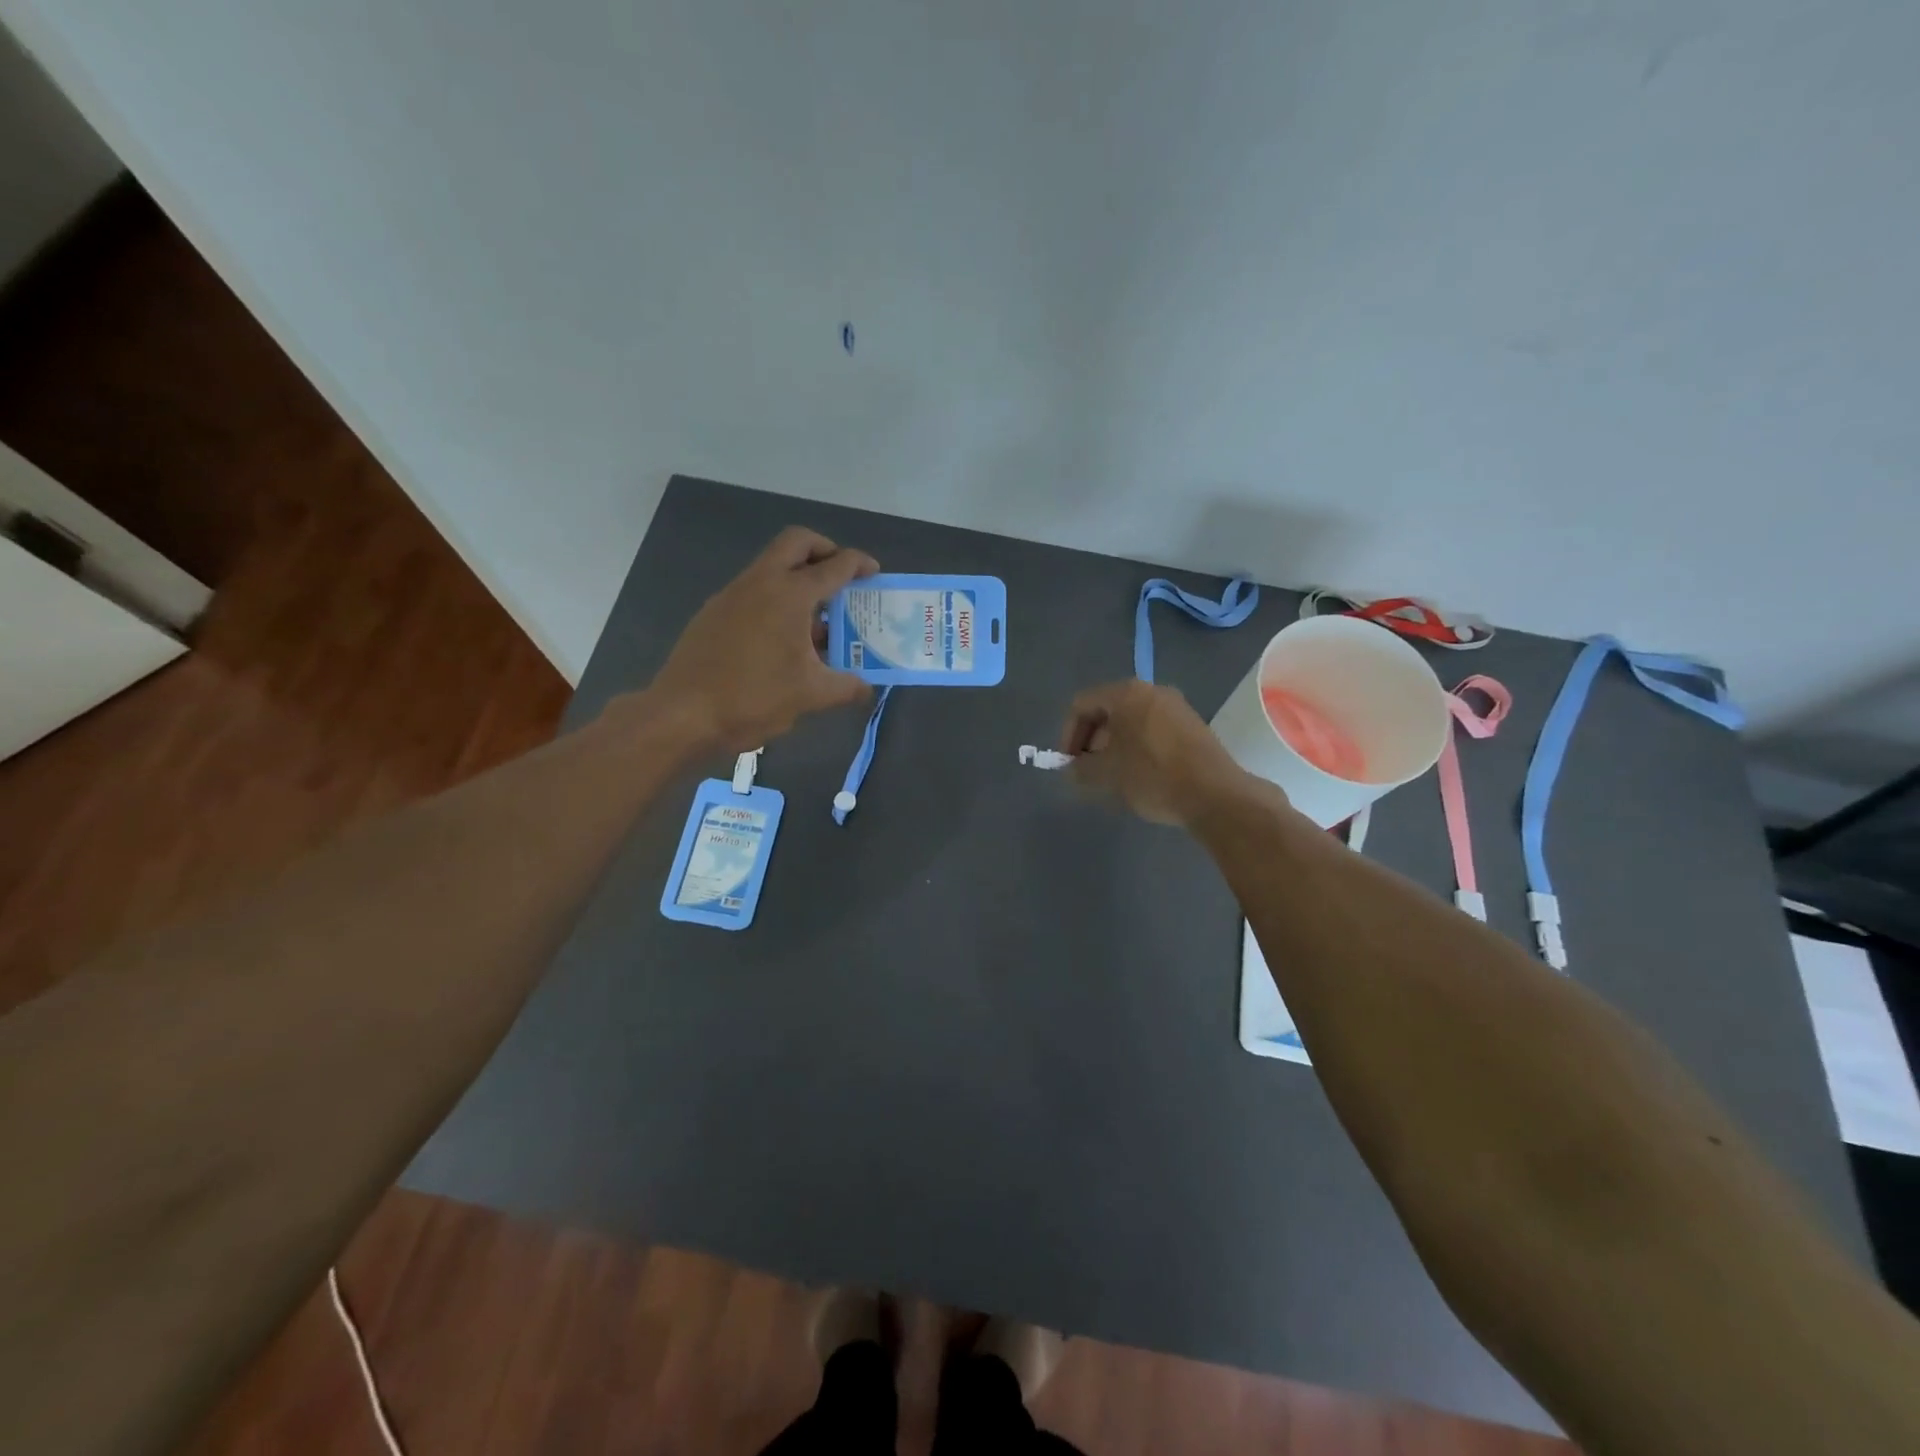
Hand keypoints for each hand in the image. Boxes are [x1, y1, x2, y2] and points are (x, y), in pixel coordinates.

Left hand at [649, 526, 877, 750]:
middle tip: (841, 577)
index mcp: (790, 594)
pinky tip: (783, 640)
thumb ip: (846, 687)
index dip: (859, 564)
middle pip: (796, 543)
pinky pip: (754, 591)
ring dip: (798, 579)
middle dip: (824, 551)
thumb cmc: (753, 697)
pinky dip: (776, 599)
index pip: (833, 566)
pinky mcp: (714, 612)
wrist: (683, 714)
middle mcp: (760, 582)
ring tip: (818, 619)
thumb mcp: (810, 695)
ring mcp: (732, 594)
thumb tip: (867, 690)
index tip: (874, 573)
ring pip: (772, 566)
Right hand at [1059, 679, 1258, 826]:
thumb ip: (1080, 769)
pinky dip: (1137, 747)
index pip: (1082, 704)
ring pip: (1131, 721)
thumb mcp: (1106, 774)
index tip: (1069, 763)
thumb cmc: (1152, 776)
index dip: (1068, 734)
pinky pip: (1153, 730)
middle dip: (1091, 740)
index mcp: (1126, 693)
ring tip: (1112, 776)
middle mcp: (1152, 691)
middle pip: (1108, 710)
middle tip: (1087, 769)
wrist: (1215, 794)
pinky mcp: (1193, 726)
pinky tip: (1139, 775)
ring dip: (1114, 745)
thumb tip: (1072, 769)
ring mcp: (1176, 707)